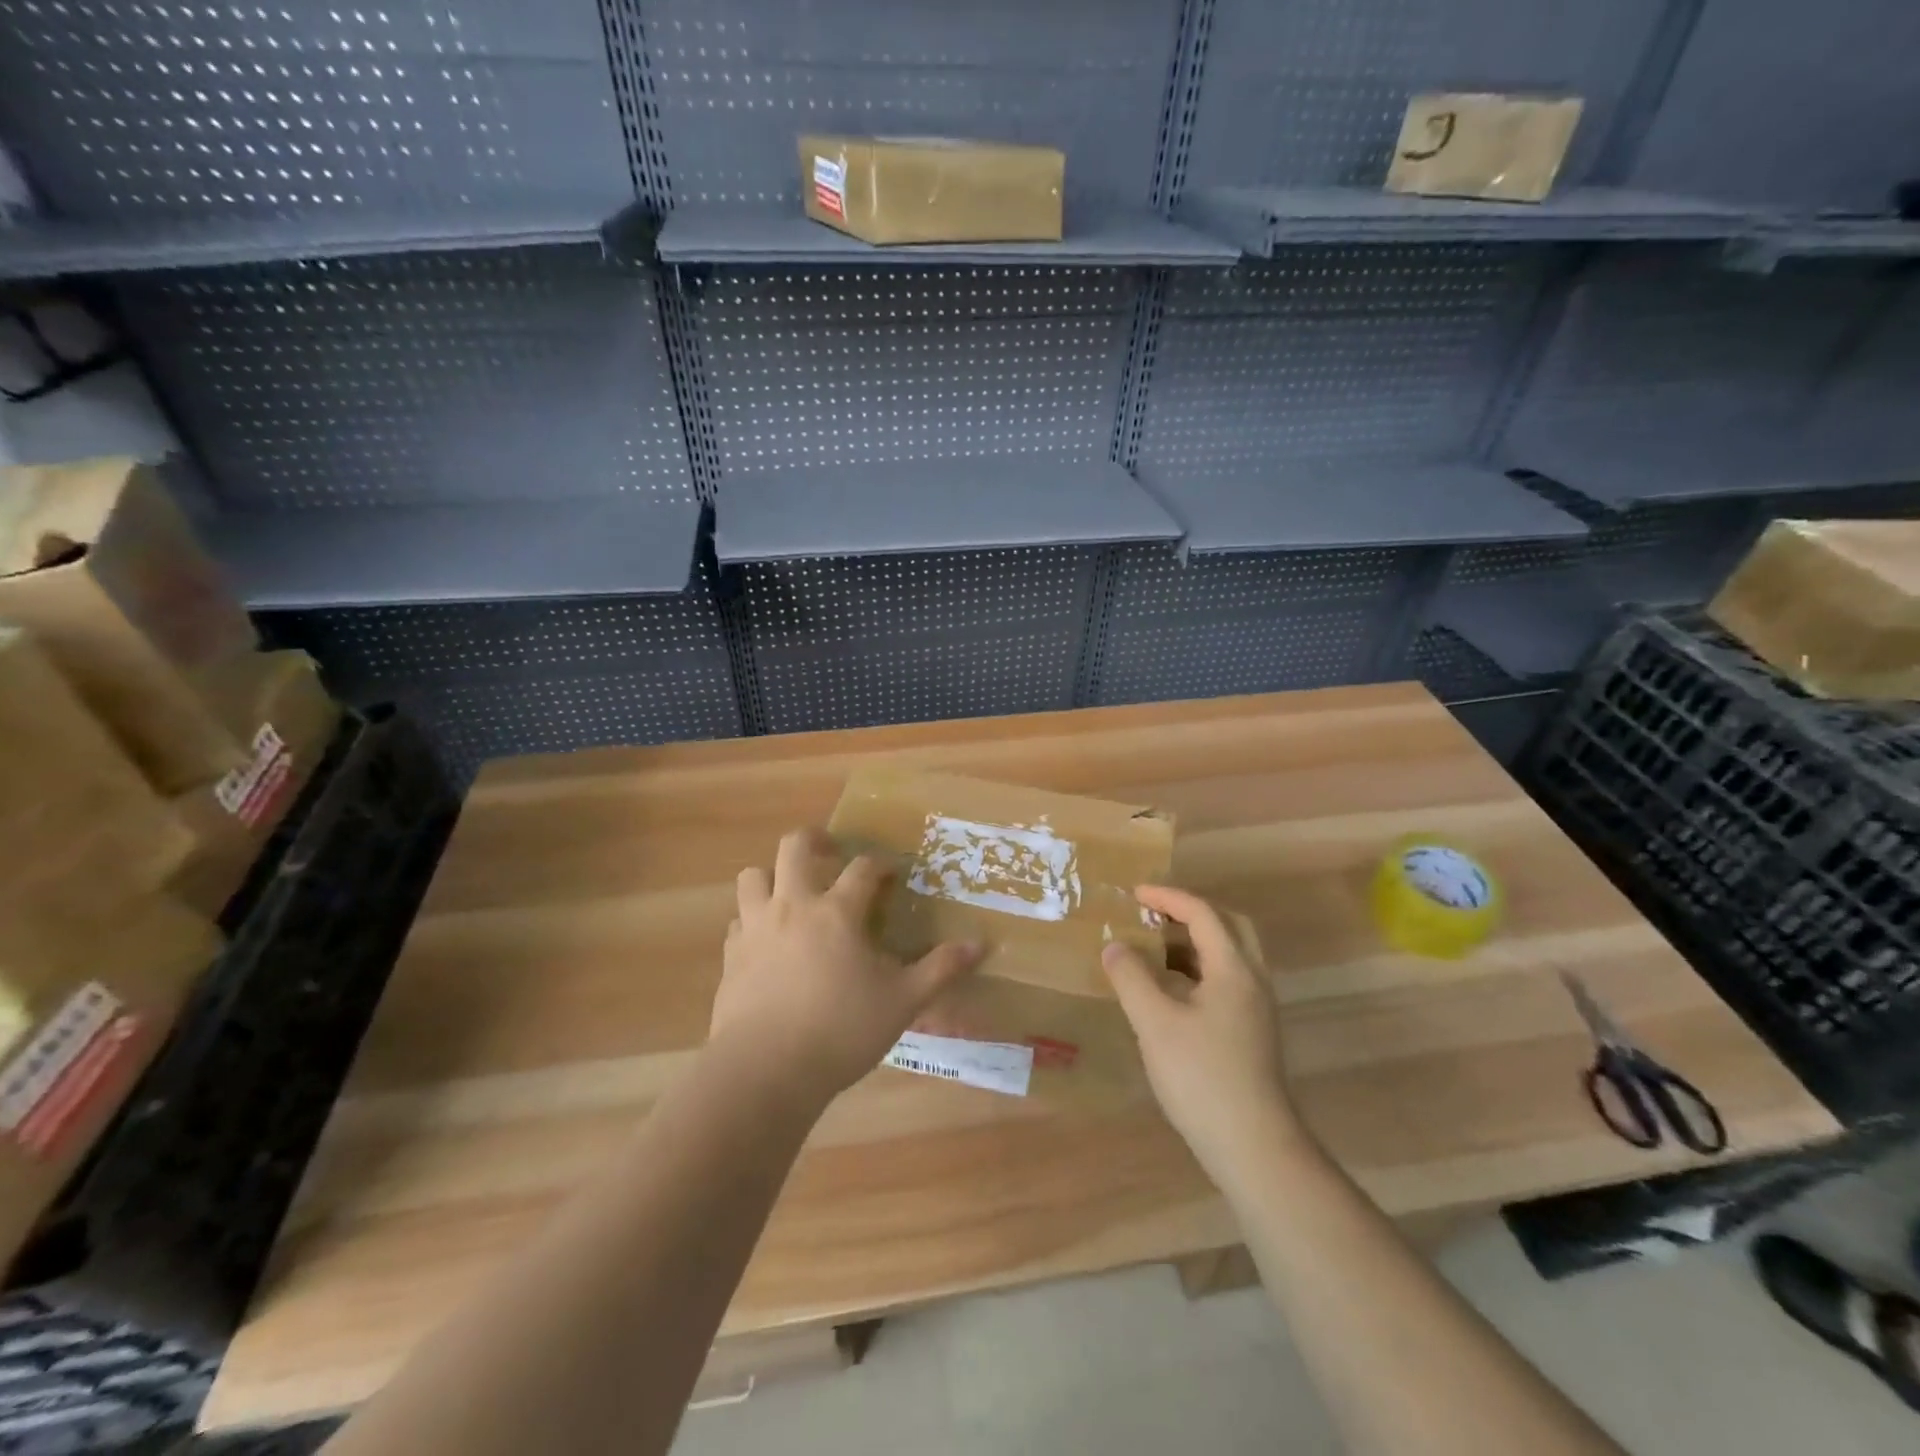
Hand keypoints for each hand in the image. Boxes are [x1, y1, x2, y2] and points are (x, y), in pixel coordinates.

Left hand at [712, 828, 983, 1104]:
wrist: (765, 1070)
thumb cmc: (841, 1031)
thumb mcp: (902, 1002)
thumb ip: (940, 969)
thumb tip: (980, 944)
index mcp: (837, 912)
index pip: (862, 868)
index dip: (880, 864)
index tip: (891, 872)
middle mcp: (793, 906)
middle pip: (794, 847)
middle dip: (814, 839)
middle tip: (831, 853)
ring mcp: (755, 928)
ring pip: (753, 877)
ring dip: (772, 876)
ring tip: (791, 894)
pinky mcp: (731, 957)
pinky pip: (738, 921)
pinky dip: (753, 920)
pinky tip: (767, 943)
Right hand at [1100, 885, 1300, 1188]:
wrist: (1254, 1147)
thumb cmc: (1202, 1077)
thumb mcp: (1155, 1023)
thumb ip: (1132, 978)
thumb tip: (1114, 946)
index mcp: (1234, 969)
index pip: (1203, 914)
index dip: (1168, 898)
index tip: (1134, 894)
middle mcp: (1253, 981)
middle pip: (1228, 927)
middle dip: (1189, 913)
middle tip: (1153, 914)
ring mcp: (1256, 1009)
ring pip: (1229, 956)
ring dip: (1194, 942)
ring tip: (1154, 948)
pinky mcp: (1252, 1034)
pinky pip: (1225, 981)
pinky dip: (1197, 970)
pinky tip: (1170, 992)